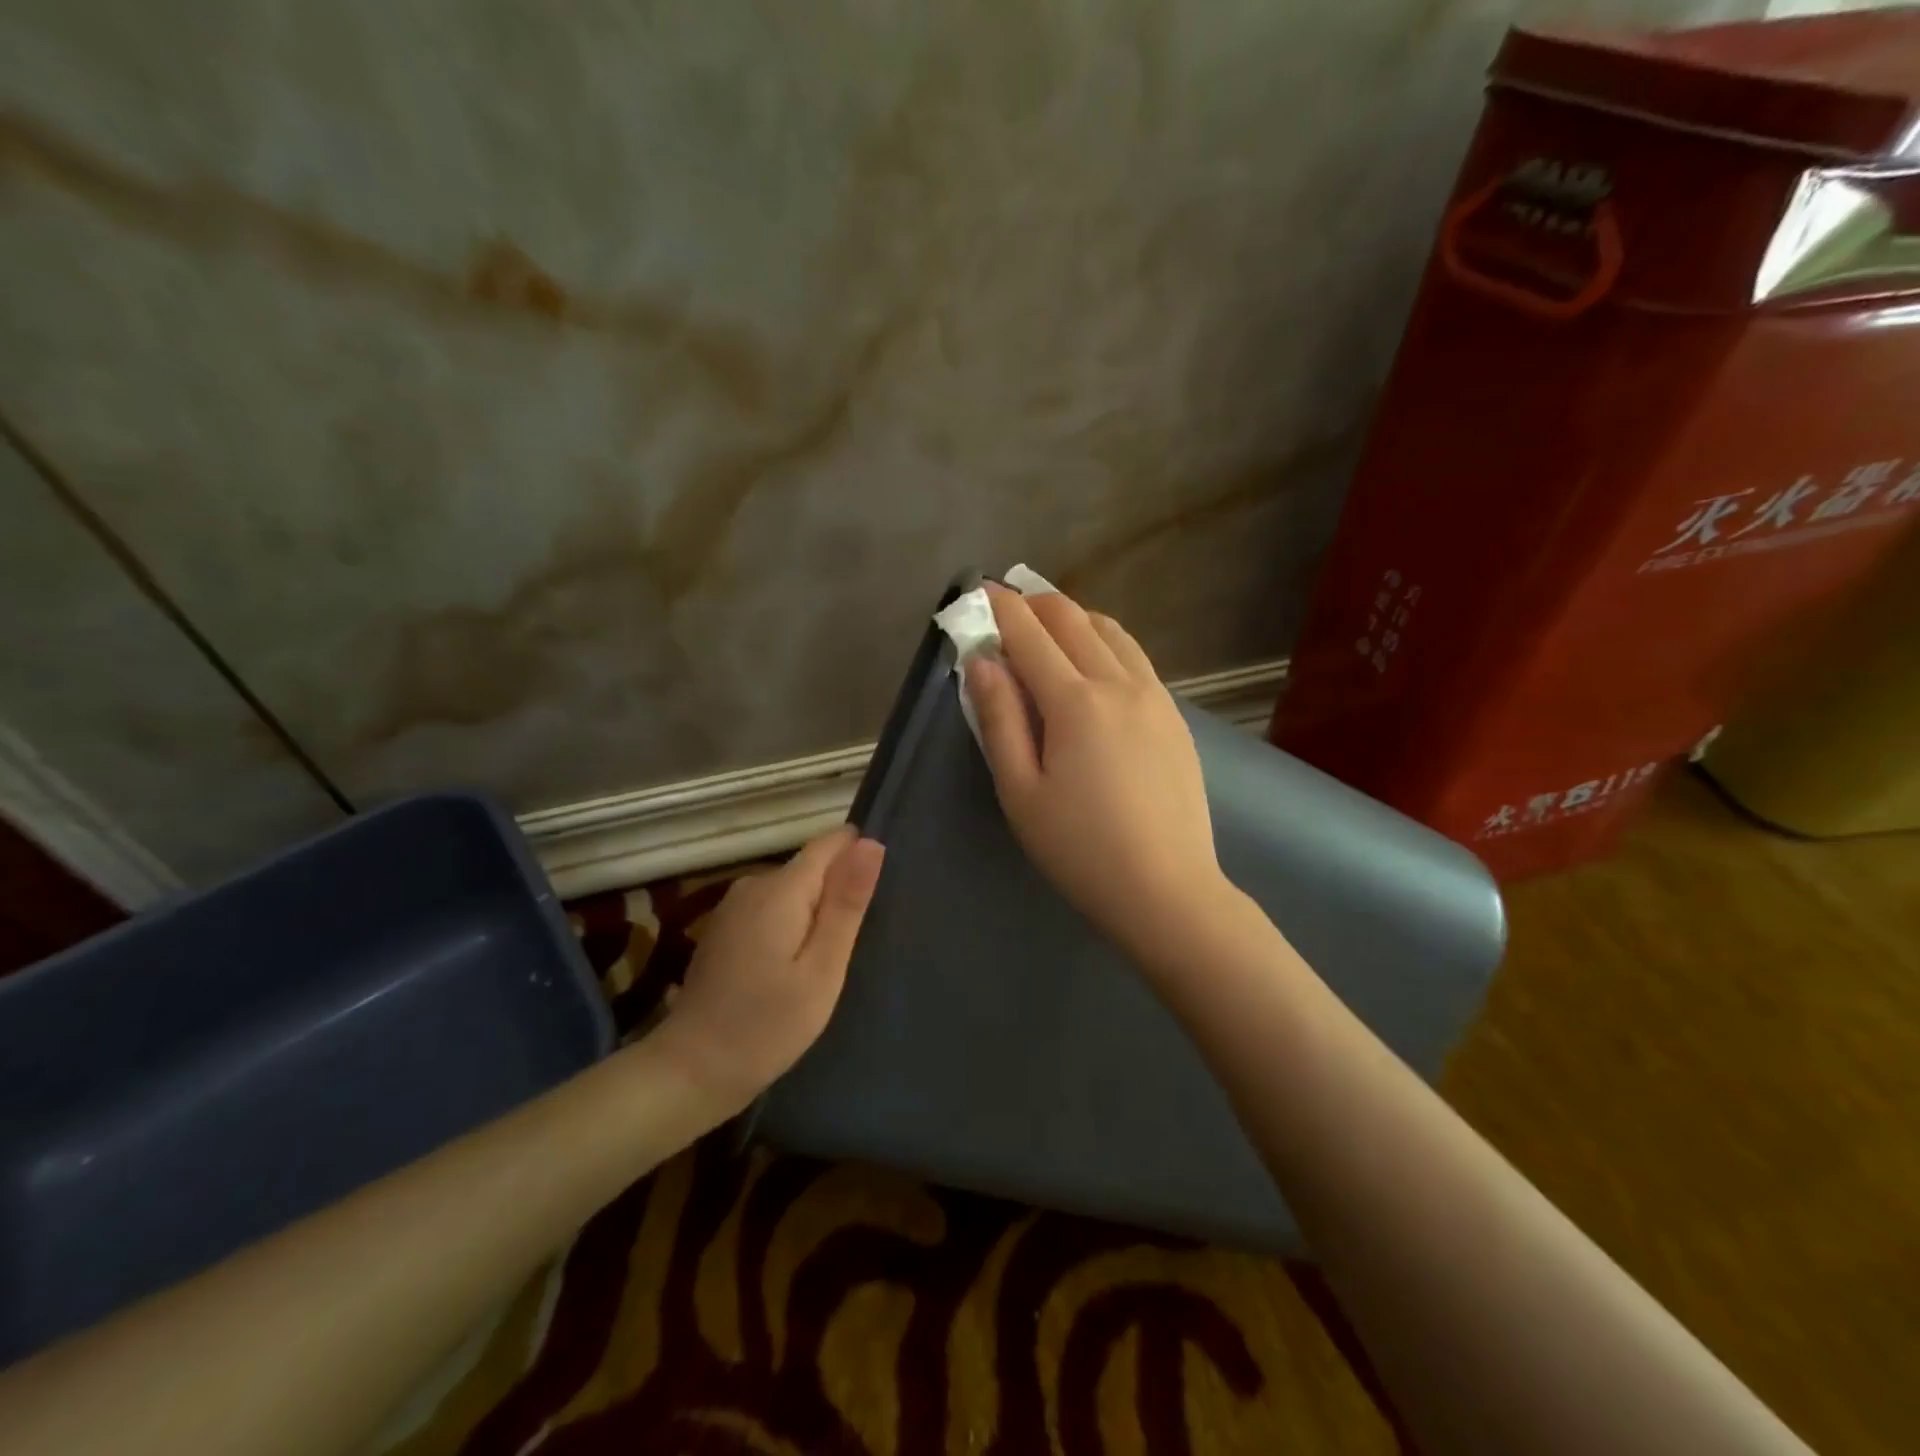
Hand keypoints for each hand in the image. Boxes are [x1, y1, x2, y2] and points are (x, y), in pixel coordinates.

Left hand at [653, 827, 884, 1112]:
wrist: (692, 1071)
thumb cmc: (767, 1025)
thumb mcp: (823, 969)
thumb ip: (846, 903)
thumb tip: (871, 843)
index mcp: (781, 888)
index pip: (831, 842)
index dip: (860, 855)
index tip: (880, 893)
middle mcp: (754, 884)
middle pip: (812, 867)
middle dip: (839, 891)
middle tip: (859, 942)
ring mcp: (734, 906)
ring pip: (793, 889)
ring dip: (817, 912)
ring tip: (833, 957)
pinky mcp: (726, 928)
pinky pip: (773, 908)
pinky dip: (793, 925)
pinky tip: (798, 964)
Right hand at [967, 585, 1233, 965]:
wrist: (1167, 890)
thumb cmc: (1080, 849)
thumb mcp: (1021, 792)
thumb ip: (999, 720)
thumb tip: (982, 662)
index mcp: (1075, 702)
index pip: (1030, 635)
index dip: (1001, 608)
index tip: (980, 590)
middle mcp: (1119, 684)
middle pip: (1073, 620)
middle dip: (1036, 603)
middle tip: (1009, 603)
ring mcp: (1155, 697)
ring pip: (1112, 632)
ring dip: (1076, 617)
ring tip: (1050, 624)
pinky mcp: (1175, 717)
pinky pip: (1136, 658)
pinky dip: (1107, 642)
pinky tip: (1096, 662)